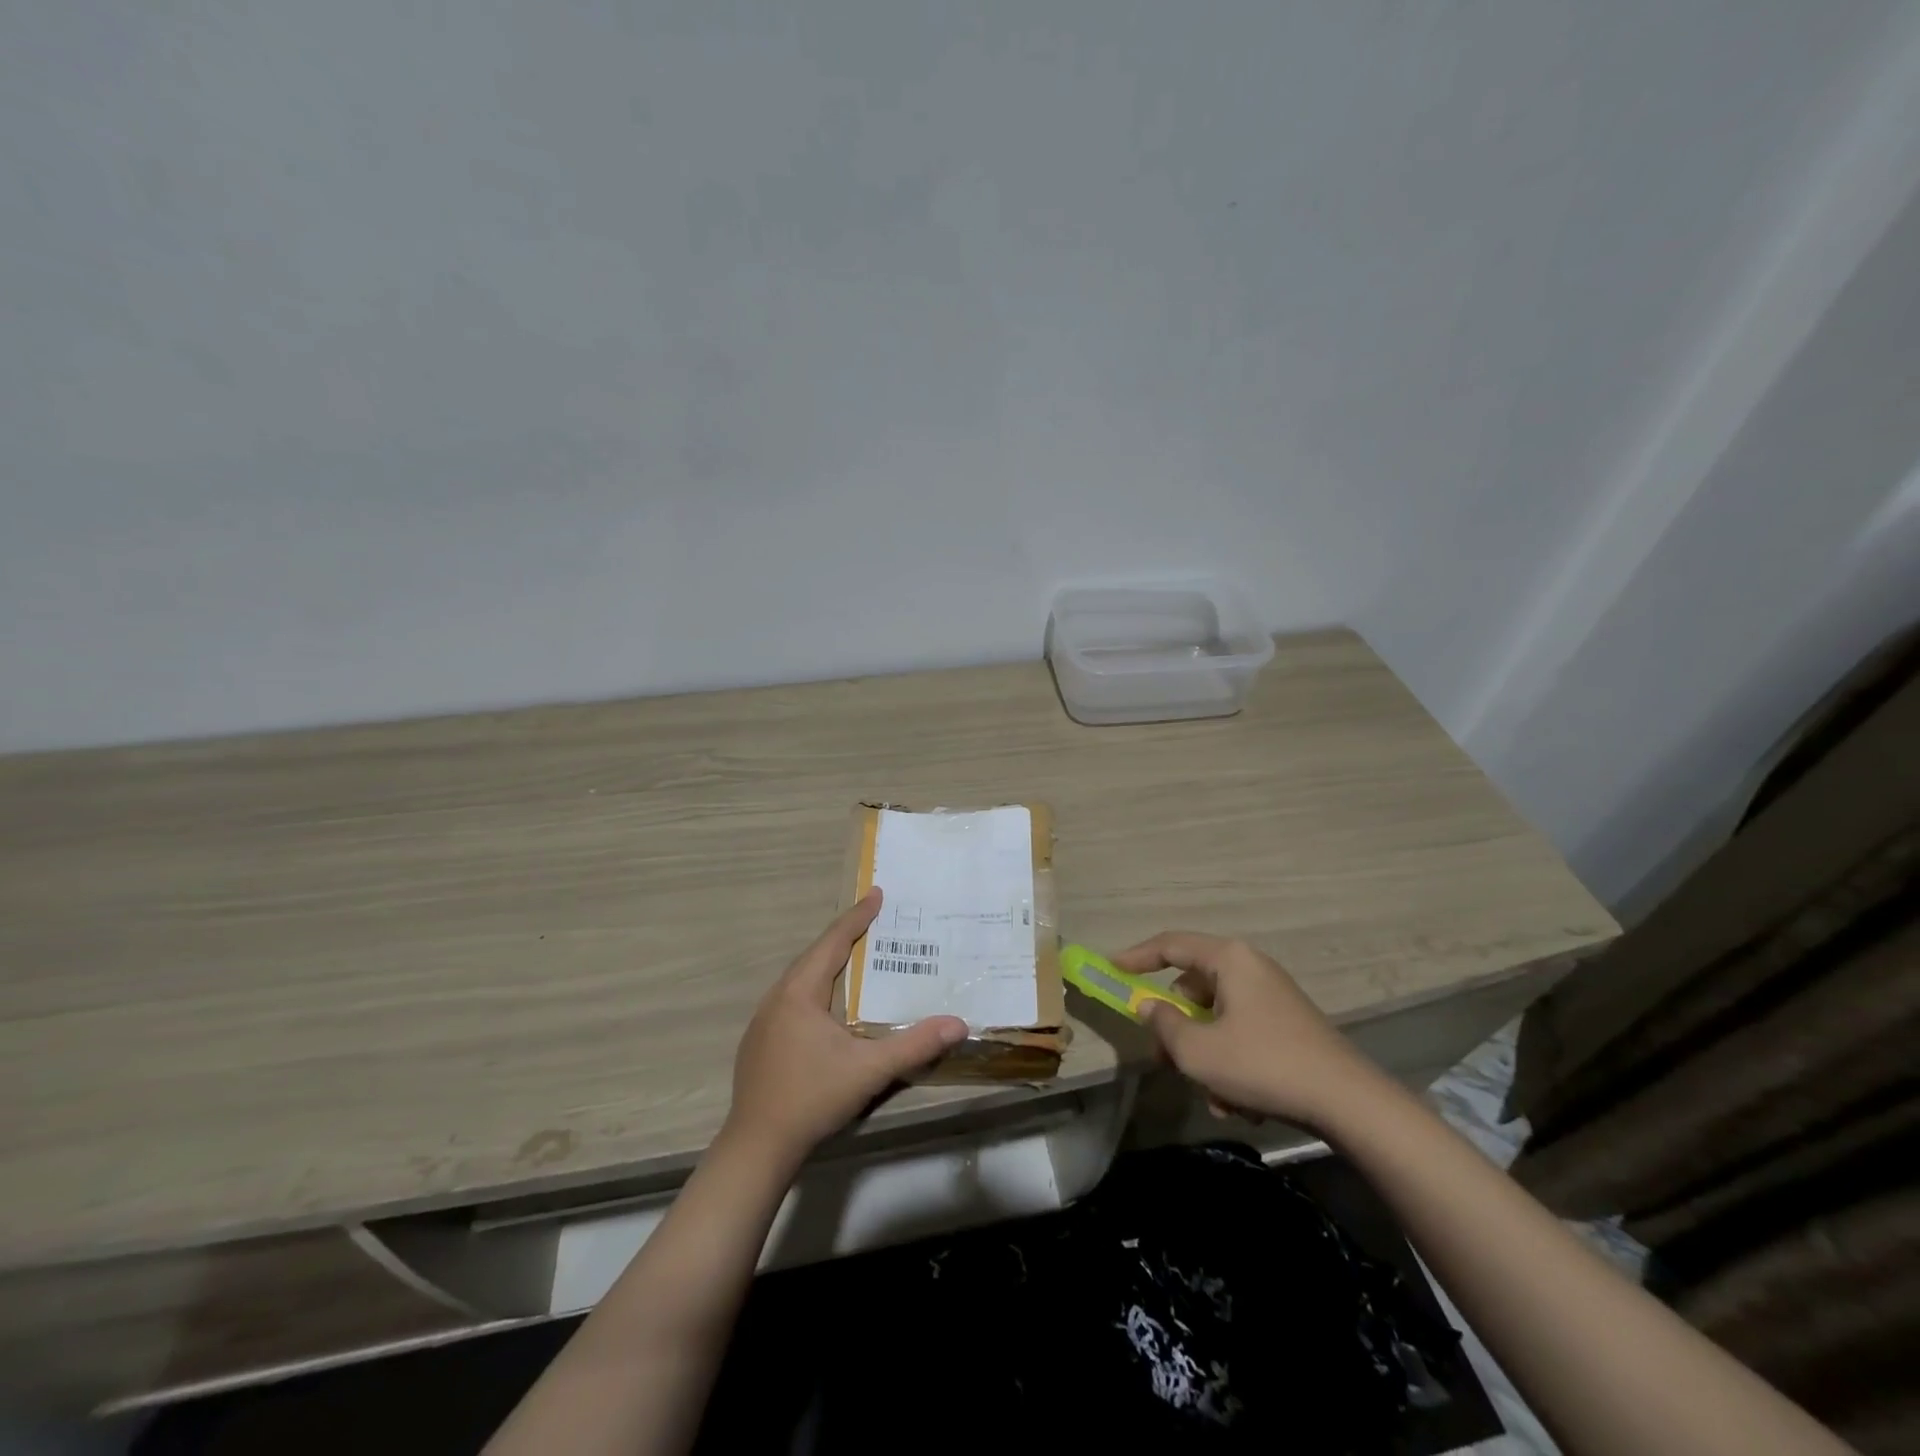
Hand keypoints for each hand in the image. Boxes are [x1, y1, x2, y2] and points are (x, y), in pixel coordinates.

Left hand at [725, 889, 968, 1165]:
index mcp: (800, 992)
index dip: (857, 917)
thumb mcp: (869, 1070)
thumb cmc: (813, 1097)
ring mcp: (764, 1020)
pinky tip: (828, 1004)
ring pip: (801, 978)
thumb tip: (959, 1024)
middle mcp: (778, 997)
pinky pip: (792, 998)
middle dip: (844, 935)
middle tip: (873, 920)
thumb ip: (915, 1045)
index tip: (877, 894)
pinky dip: (815, 987)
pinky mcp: (760, 1042)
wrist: (757, 1147)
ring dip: (828, 962)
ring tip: (855, 955)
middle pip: (814, 955)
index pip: (833, 942)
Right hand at [1114, 932, 1377, 1127]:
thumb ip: (1164, 1024)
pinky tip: (1240, 1102)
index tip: (1110, 969)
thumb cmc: (1262, 1064)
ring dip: (1205, 1056)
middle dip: (1176, 1029)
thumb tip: (1148, 1007)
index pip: (1170, 945)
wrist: (1348, 1103)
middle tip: (1164, 1059)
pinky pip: (1242, 1035)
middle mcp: (1250, 968)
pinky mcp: (1287, 1025)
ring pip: (1216, 1019)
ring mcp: (1272, 997)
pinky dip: (1231, 1064)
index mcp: (1229, 959)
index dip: (1136, 957)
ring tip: (1214, 1096)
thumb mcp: (1199, 1050)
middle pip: (1193, 988)